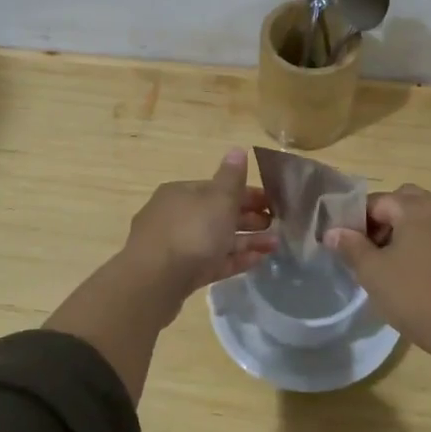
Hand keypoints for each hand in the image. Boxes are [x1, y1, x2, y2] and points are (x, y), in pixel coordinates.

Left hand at [122, 148, 276, 301]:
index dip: (246, 193)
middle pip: (217, 214)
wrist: (155, 282)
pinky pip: (211, 262)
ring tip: (275, 246)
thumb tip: (238, 149)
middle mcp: (175, 216)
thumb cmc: (191, 231)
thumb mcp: (218, 199)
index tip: (271, 203)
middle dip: (248, 219)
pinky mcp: (178, 273)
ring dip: (246, 241)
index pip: (217, 188)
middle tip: (275, 225)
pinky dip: (233, 259)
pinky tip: (257, 262)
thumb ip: (232, 177)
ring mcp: (175, 246)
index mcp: (181, 192)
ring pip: (216, 239)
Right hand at [323, 184, 430, 395]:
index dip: (357, 220)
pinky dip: (421, 239)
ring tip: (388, 260)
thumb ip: (350, 246)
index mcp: (416, 207)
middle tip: (368, 247)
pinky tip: (411, 268)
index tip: (346, 243)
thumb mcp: (372, 271)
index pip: (377, 201)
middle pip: (403, 201)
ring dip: (402, 228)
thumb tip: (332, 232)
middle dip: (382, 218)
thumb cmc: (413, 294)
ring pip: (422, 215)